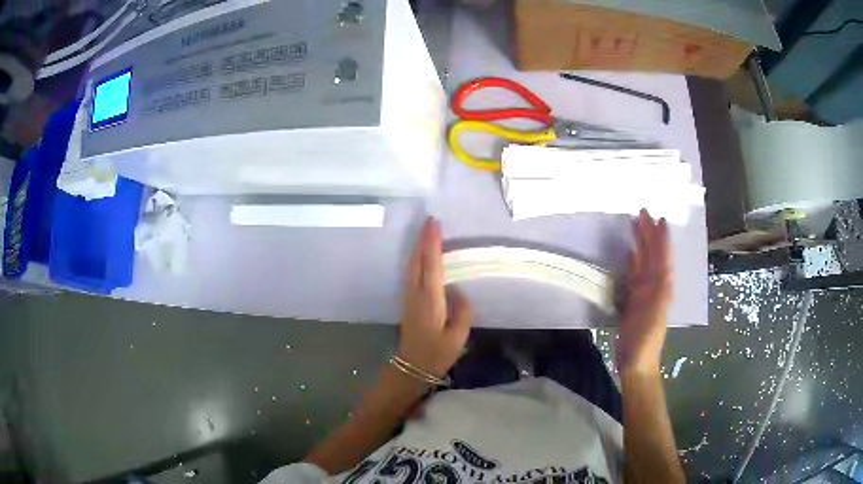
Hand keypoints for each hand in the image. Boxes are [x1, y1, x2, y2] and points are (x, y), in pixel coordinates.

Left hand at [397, 217, 472, 376]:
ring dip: (417, 247)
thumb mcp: (458, 336)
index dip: (432, 243)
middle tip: (430, 220)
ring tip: (425, 232)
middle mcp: (416, 293)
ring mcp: (408, 296)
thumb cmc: (437, 353)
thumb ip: (462, 311)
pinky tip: (419, 256)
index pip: (431, 265)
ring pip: (411, 265)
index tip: (434, 223)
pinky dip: (415, 259)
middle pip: (417, 260)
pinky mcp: (407, 301)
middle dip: (422, 239)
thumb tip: (459, 291)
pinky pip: (410, 273)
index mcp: (430, 299)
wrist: (412, 366)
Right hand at [617, 210, 672, 373]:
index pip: (662, 257)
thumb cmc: (645, 341)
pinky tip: (629, 253)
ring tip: (635, 225)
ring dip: (641, 243)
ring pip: (644, 261)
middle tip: (643, 213)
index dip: (662, 239)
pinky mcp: (633, 300)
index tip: (660, 218)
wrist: (637, 362)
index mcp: (662, 288)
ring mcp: (644, 293)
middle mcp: (655, 286)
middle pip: (653, 255)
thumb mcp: (655, 318)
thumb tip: (666, 272)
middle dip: (650, 234)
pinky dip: (633, 262)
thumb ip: (661, 296)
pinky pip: (634, 275)